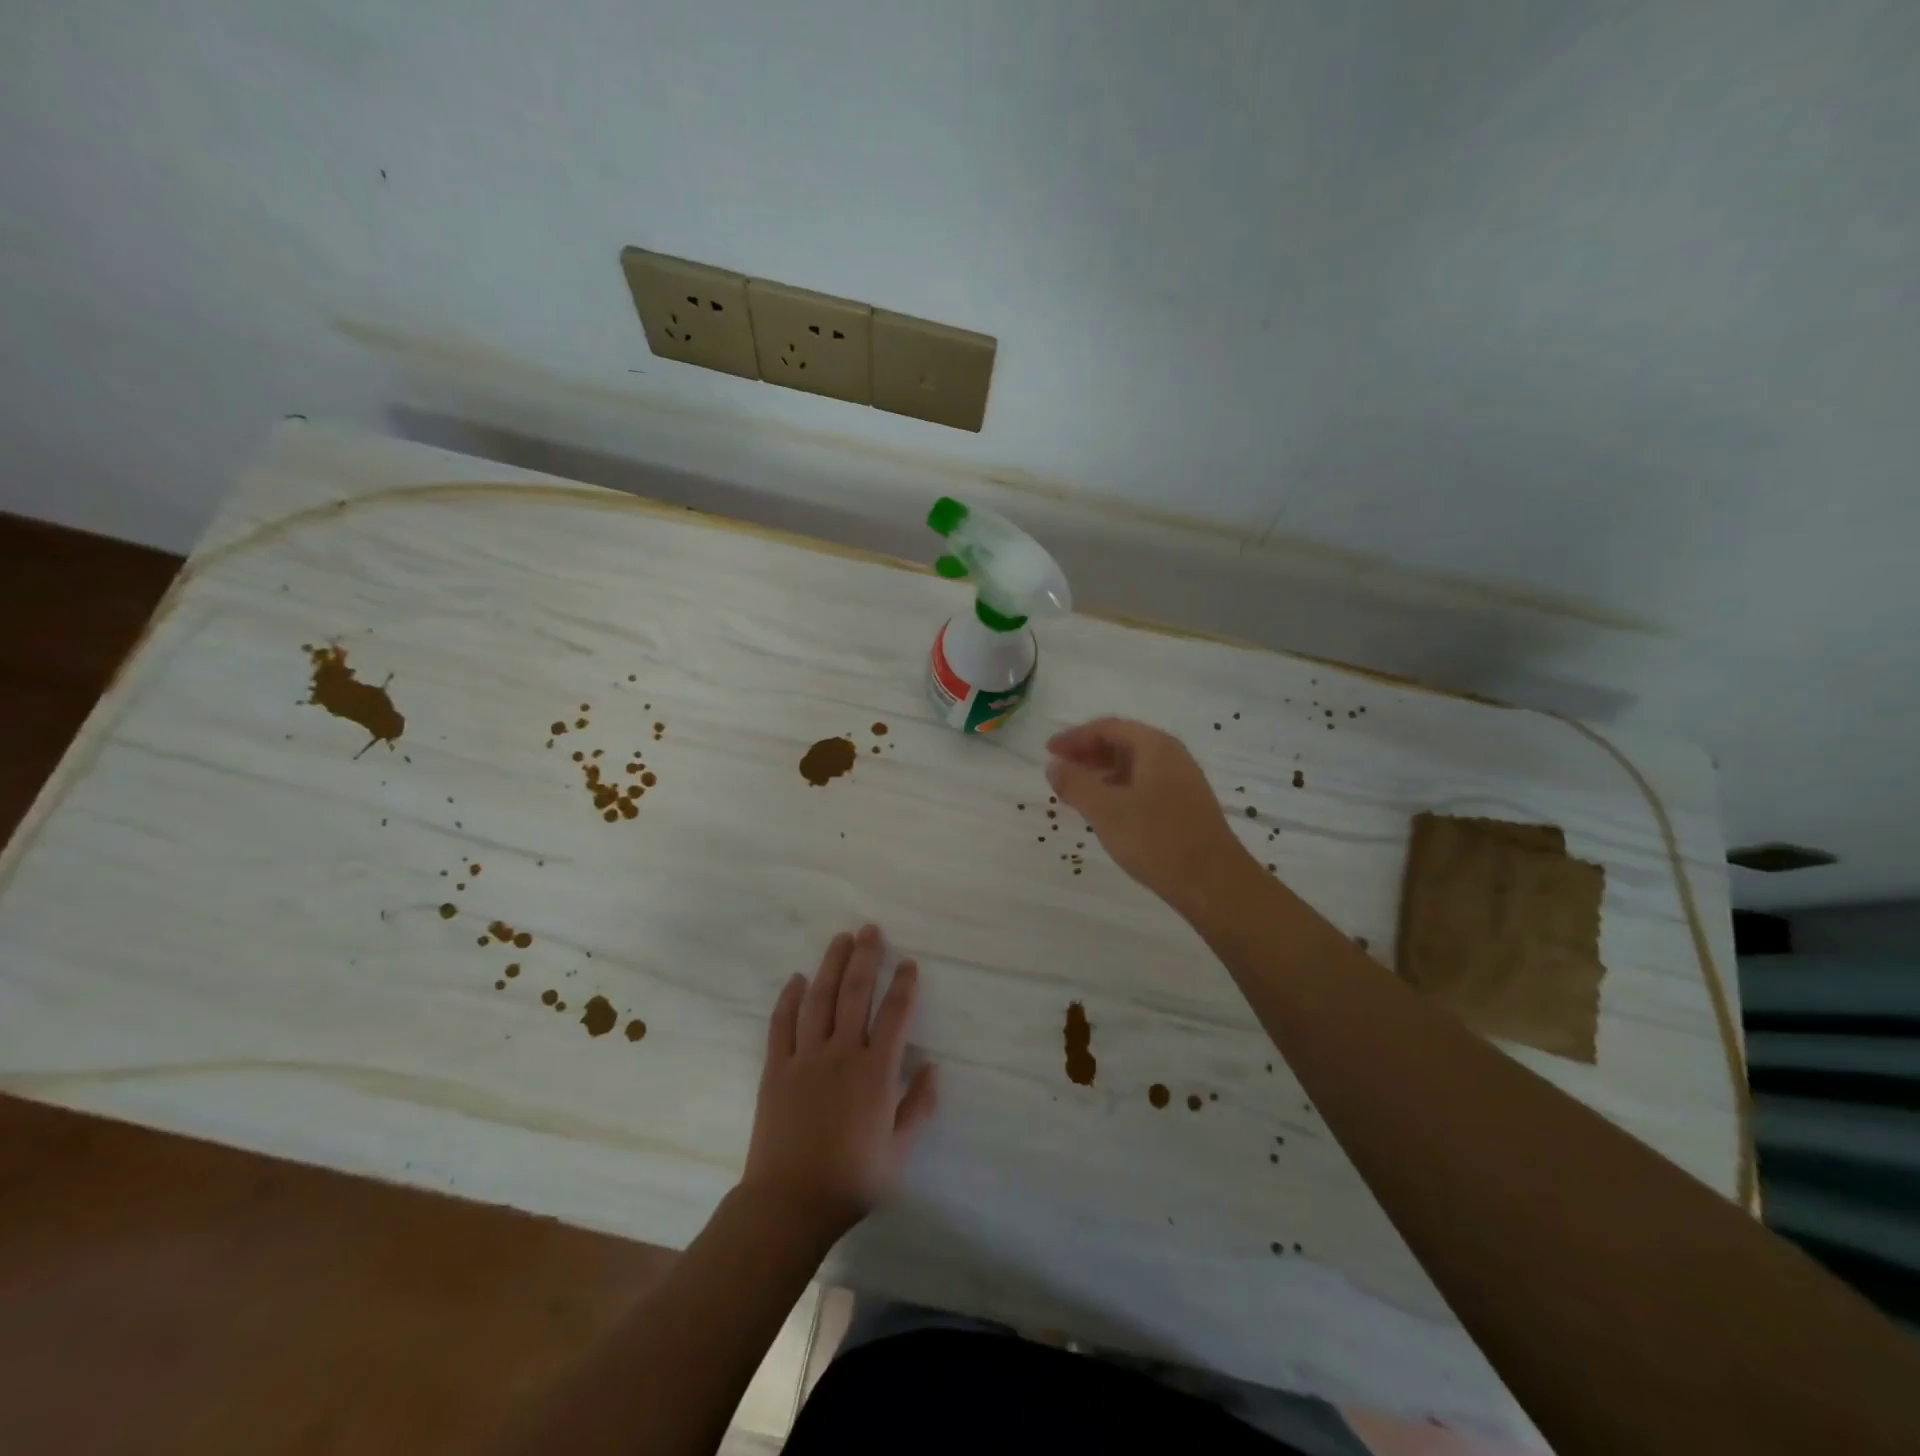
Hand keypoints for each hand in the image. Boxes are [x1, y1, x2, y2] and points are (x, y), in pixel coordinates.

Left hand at [740, 925, 938, 1245]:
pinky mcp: (776, 1068)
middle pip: (855, 993)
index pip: (895, 1015)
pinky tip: (797, 979)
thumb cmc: (852, 1179)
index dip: (903, 985)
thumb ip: (919, 1106)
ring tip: (841, 938)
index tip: (908, 963)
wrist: (789, 1203)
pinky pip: (782, 1024)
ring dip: (831, 965)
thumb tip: (932, 1066)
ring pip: (819, 999)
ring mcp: (805, 1058)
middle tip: (871, 929)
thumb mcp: (900, 1151)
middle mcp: (842, 1054)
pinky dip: (789, 998)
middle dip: (865, 958)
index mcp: (876, 1072)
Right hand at [1046, 717, 1250, 909]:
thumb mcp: (1106, 810)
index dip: (1074, 737)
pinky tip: (1105, 811)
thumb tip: (1054, 766)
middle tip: (1058, 769)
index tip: (1048, 750)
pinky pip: (1143, 785)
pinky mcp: (1185, 807)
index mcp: (1154, 747)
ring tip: (1075, 791)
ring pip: (1133, 766)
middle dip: (1087, 753)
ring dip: (1101, 773)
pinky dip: (1118, 790)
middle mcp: (1171, 756)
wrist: (1213, 883)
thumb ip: (1075, 784)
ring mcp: (1181, 782)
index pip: (1108, 728)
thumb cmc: (1156, 839)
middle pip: (1122, 743)